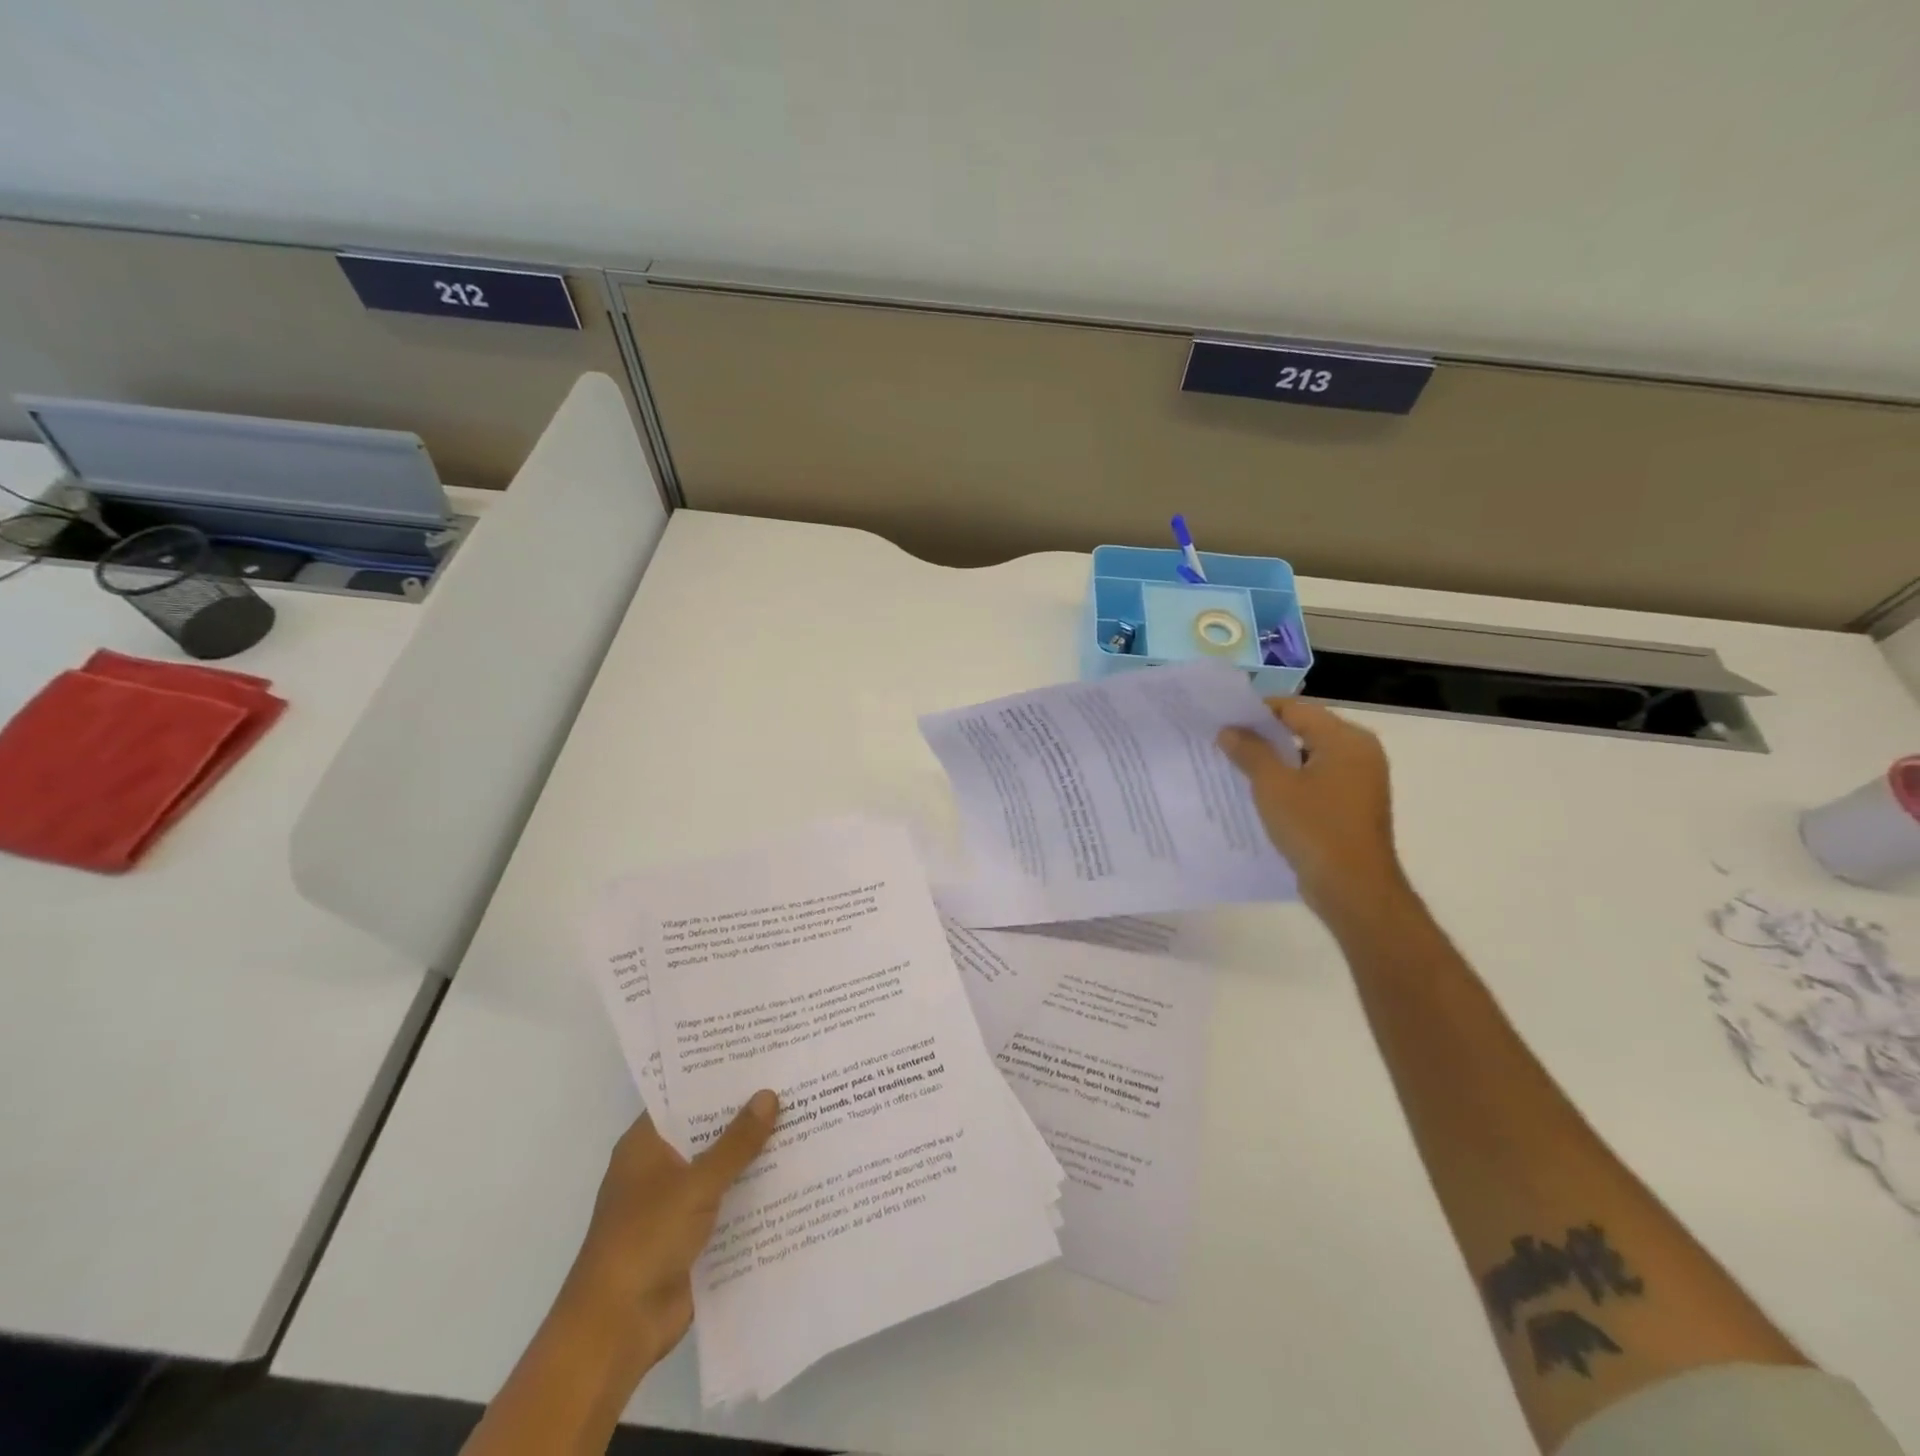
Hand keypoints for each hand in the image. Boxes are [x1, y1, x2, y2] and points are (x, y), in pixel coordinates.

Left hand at [562, 1090, 778, 1371]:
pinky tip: (794, 1174)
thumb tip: (769, 1095)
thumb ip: (735, 1143)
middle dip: (745, 1113)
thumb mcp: (696, 1184)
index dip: (718, 1076)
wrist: (616, 1330)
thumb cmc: (645, 1240)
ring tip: (803, 1119)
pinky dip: (753, 1191)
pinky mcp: (691, 1235)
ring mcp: (675, 1203)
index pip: (684, 1096)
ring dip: (753, 1154)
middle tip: (792, 1081)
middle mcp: (659, 1167)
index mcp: (646, 1145)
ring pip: (721, 1167)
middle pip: (707, 1130)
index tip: (759, 1054)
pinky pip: (728, 1202)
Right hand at [1218, 699, 1409, 931]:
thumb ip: (1250, 752)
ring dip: (1275, 761)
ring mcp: (1360, 781)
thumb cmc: (1314, 828)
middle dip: (1264, 736)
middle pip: (1304, 730)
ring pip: (1308, 757)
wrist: (1353, 888)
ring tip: (1236, 767)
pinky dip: (1290, 781)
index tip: (1224, 720)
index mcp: (1346, 739)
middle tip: (1225, 742)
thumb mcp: (1273, 786)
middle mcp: (1359, 753)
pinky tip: (1261, 794)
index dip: (1258, 711)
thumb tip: (1229, 730)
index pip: (1295, 709)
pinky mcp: (1353, 805)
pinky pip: (1316, 781)